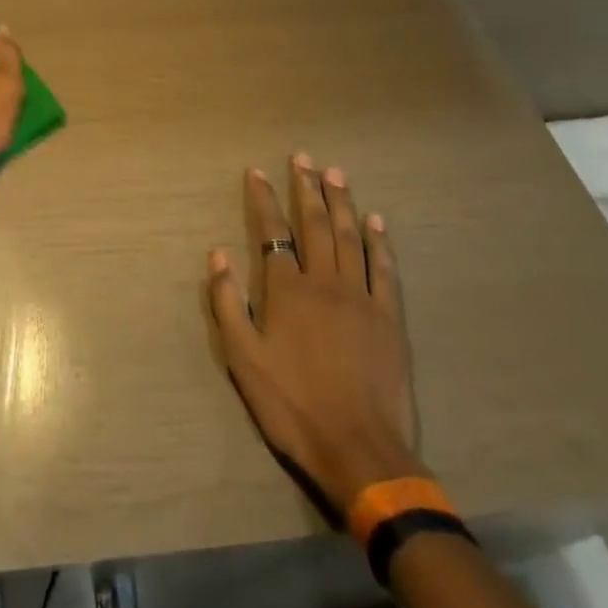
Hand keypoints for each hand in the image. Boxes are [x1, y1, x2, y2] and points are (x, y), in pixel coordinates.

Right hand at [207, 156, 422, 512]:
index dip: (263, 199)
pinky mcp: (390, 318)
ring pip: (350, 237)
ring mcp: (361, 297)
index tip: (257, 172)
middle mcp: (324, 282)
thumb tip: (218, 254)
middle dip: (306, 188)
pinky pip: (384, 269)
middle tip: (303, 158)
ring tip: (335, 173)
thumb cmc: (293, 405)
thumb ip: (228, 303)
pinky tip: (376, 221)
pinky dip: (380, 242)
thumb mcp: (243, 359)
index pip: (272, 233)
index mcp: (287, 291)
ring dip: (341, 202)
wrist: (359, 450)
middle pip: (314, 224)